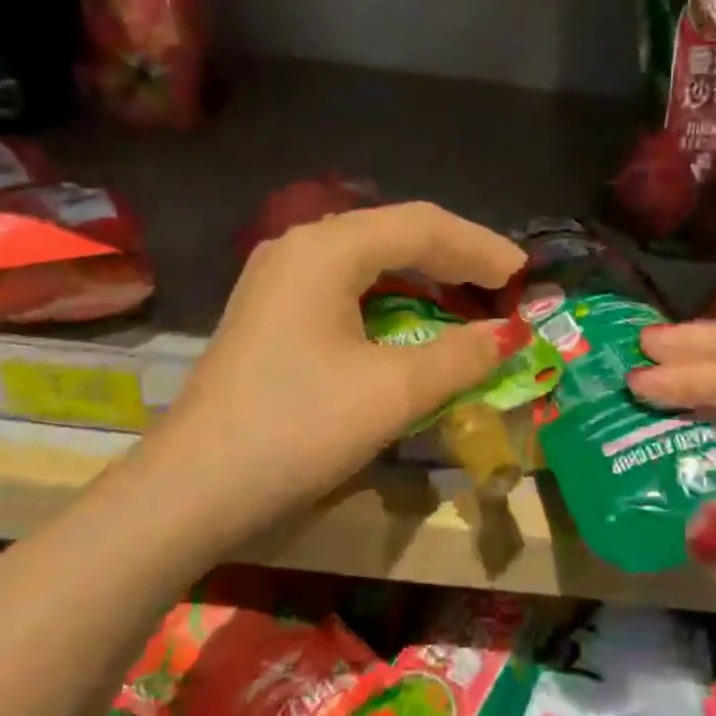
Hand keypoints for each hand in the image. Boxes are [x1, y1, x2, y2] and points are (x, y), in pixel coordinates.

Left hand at [142, 203, 523, 529]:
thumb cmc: (296, 429)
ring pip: (369, 258)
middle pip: (394, 232)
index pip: (421, 225)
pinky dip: (390, 297)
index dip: (480, 247)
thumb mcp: (391, 392)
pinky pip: (346, 284)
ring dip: (423, 275)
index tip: (525, 274)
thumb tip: (511, 335)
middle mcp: (300, 246)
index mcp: (326, 248)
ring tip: (469, 296)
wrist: (190, 491)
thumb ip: (460, 355)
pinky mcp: (271, 311)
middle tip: (505, 285)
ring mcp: (278, 277)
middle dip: (455, 256)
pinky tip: (411, 317)